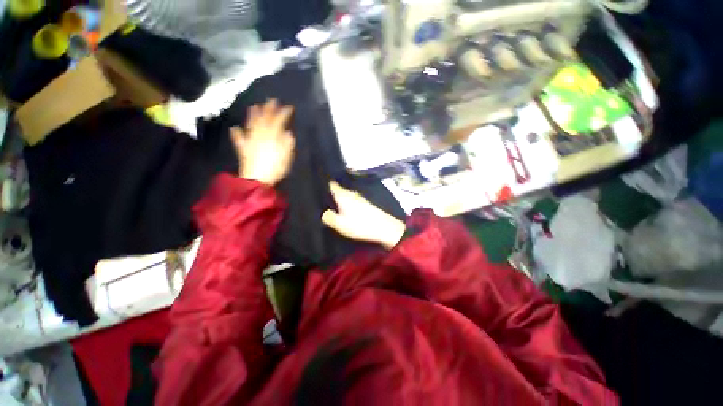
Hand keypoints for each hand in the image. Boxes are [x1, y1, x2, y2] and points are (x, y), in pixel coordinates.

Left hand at [231, 99, 295, 185]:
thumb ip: (287, 143)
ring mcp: (250, 141)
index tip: (289, 106)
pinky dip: (237, 133)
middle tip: (271, 100)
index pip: (278, 121)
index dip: (284, 113)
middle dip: (268, 109)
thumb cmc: (275, 169)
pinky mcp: (243, 149)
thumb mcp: (286, 156)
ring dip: (253, 115)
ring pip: (251, 125)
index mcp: (272, 137)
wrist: (258, 180)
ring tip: (254, 106)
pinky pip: (239, 139)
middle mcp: (260, 135)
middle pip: (264, 119)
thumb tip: (287, 132)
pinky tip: (235, 128)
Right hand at [322, 181, 405, 249]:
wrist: (383, 227)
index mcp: (343, 196)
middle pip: (338, 189)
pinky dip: (345, 201)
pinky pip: (350, 199)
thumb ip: (330, 218)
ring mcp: (359, 198)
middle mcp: (351, 193)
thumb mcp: (341, 225)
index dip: (323, 182)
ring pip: (344, 194)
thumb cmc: (360, 225)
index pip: (331, 184)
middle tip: (319, 195)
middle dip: (330, 191)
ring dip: (338, 197)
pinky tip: (343, 208)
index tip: (316, 181)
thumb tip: (324, 212)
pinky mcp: (364, 203)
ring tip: (329, 202)